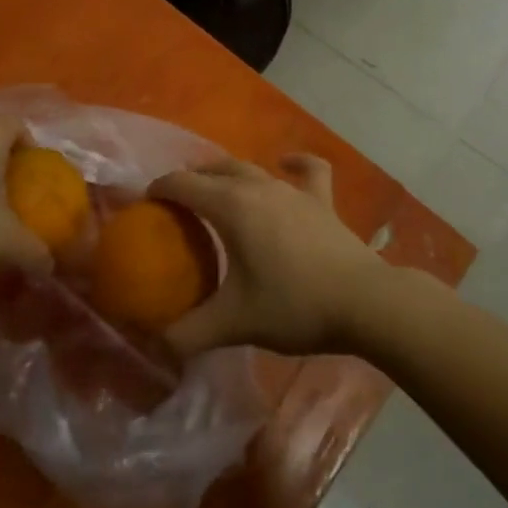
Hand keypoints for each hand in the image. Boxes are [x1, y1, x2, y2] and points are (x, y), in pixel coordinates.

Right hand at [148, 154, 386, 356]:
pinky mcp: (321, 201)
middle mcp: (258, 186)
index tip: (143, 203)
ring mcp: (292, 190)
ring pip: (251, 168)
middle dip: (191, 178)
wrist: (363, 302)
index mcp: (231, 206)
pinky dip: (294, 163)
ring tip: (216, 189)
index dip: (159, 189)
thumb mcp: (234, 323)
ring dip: (228, 174)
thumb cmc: (293, 305)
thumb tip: (156, 343)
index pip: (183, 184)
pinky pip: (307, 171)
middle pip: (215, 168)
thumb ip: (189, 333)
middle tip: (176, 202)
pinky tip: (286, 164)